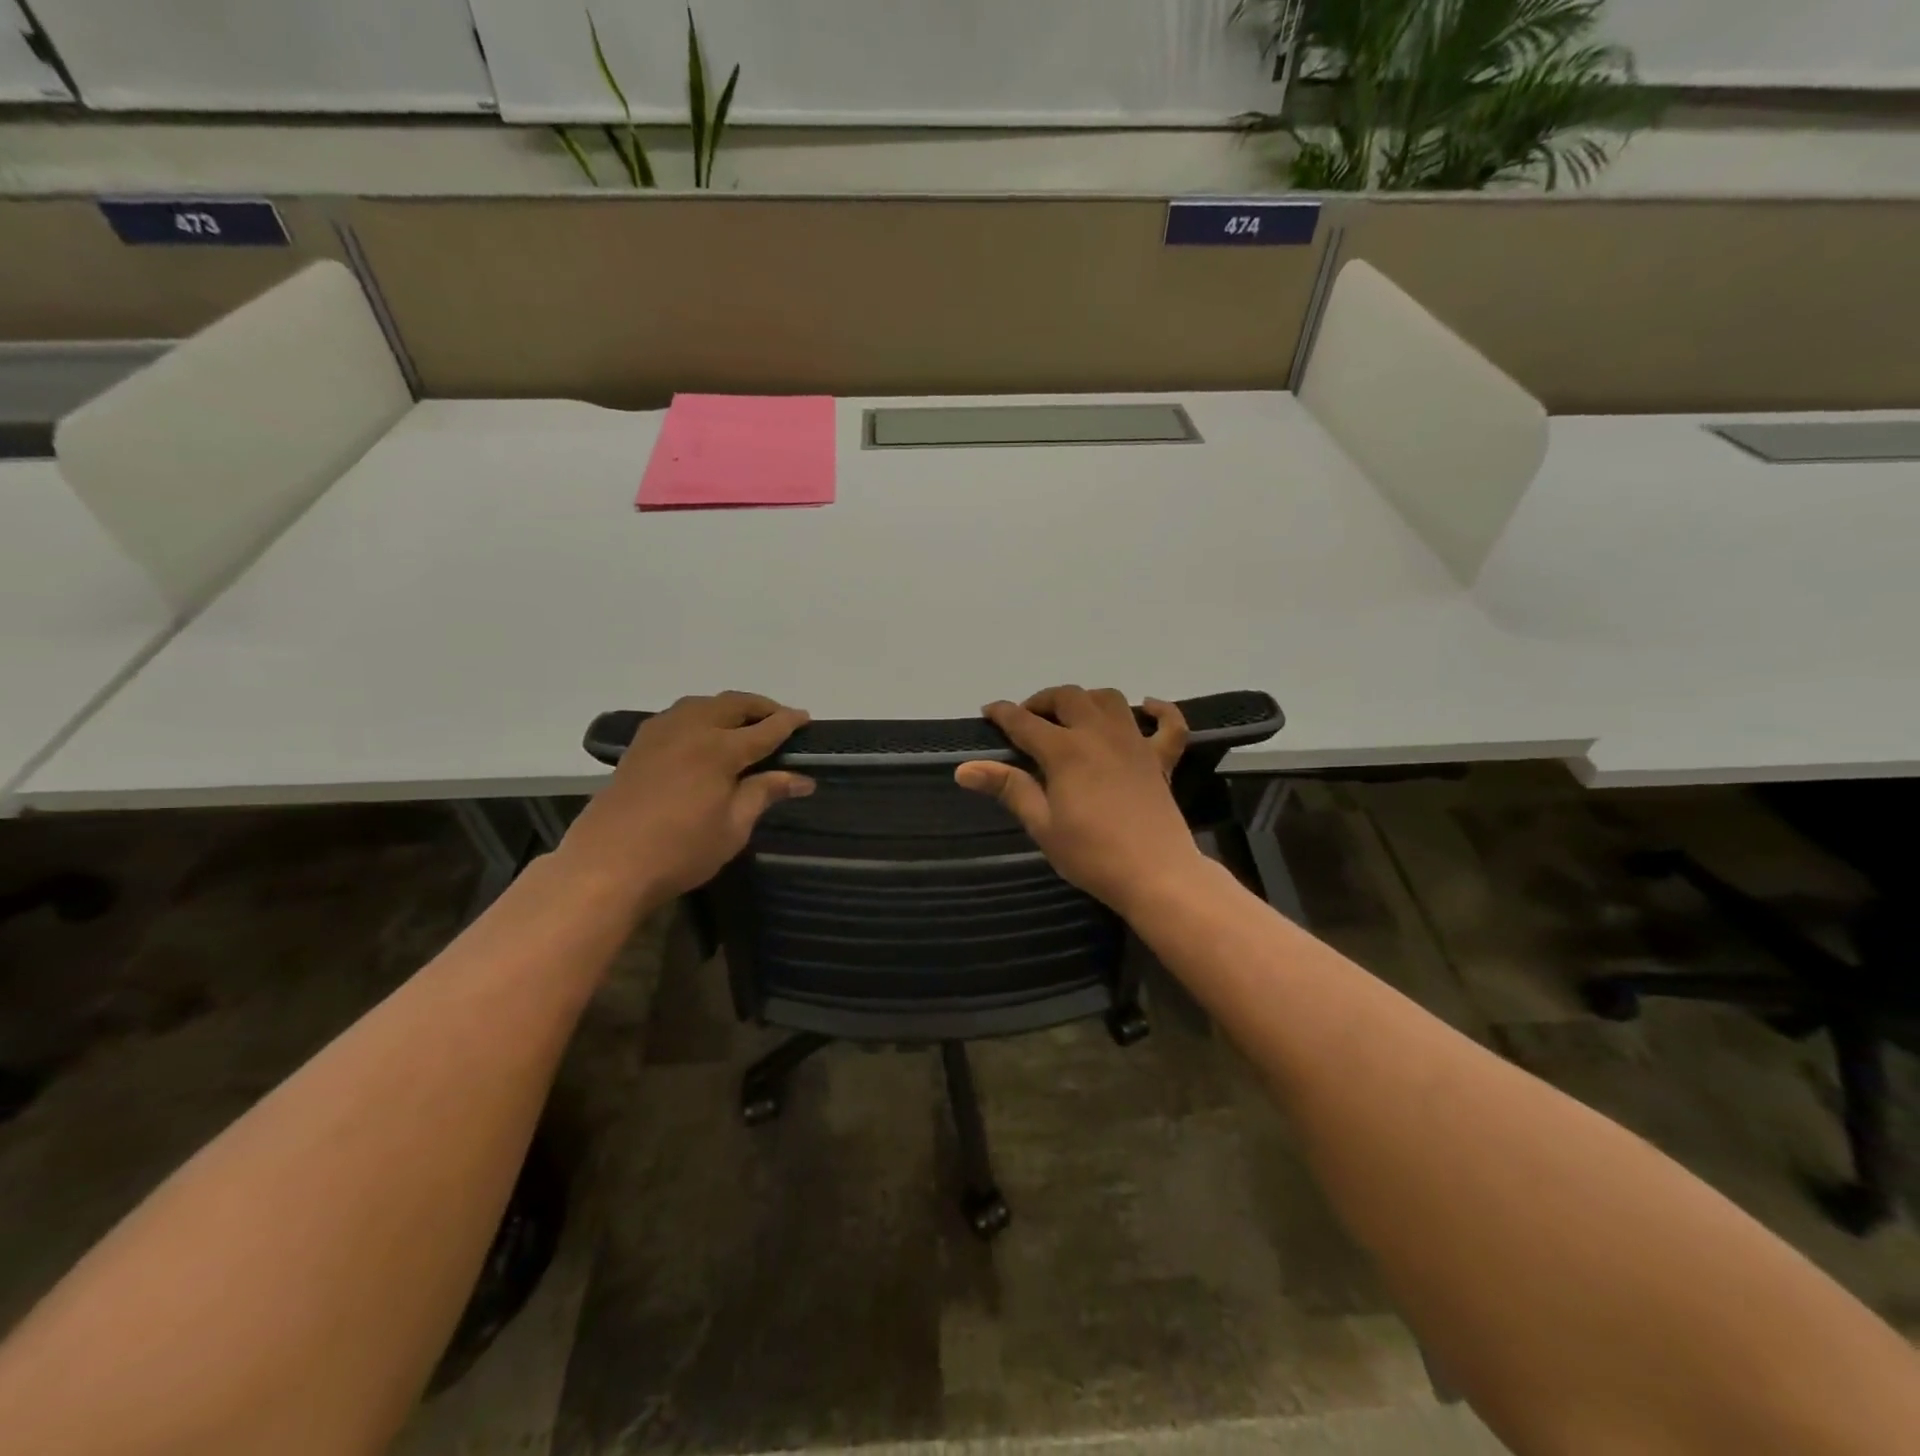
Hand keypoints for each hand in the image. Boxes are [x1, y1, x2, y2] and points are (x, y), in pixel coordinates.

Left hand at [559, 692, 812, 902]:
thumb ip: (764, 793)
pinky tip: (703, 734)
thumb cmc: (680, 851)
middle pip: (732, 704)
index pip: (764, 729)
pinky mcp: (639, 745)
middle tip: (779, 718)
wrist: (607, 865)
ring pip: (702, 704)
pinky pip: (677, 716)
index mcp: (719, 749)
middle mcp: (691, 730)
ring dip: (728, 707)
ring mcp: (660, 734)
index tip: (806, 718)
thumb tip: (802, 779)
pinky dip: (700, 715)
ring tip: (743, 723)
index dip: (788, 722)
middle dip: (760, 707)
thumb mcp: (733, 827)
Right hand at [954, 686, 1204, 912]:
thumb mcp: (1042, 825)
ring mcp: (1135, 742)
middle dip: (1042, 701)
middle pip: (1067, 697)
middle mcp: (1099, 734)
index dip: (1003, 713)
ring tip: (1073, 717)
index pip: (1024, 721)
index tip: (988, 712)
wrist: (1156, 875)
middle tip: (1028, 720)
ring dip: (1086, 699)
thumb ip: (1009, 788)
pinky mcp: (1161, 759)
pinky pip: (1168, 723)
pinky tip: (1146, 708)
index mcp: (1065, 751)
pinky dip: (1159, 710)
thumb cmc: (1092, 855)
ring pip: (1109, 699)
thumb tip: (965, 768)